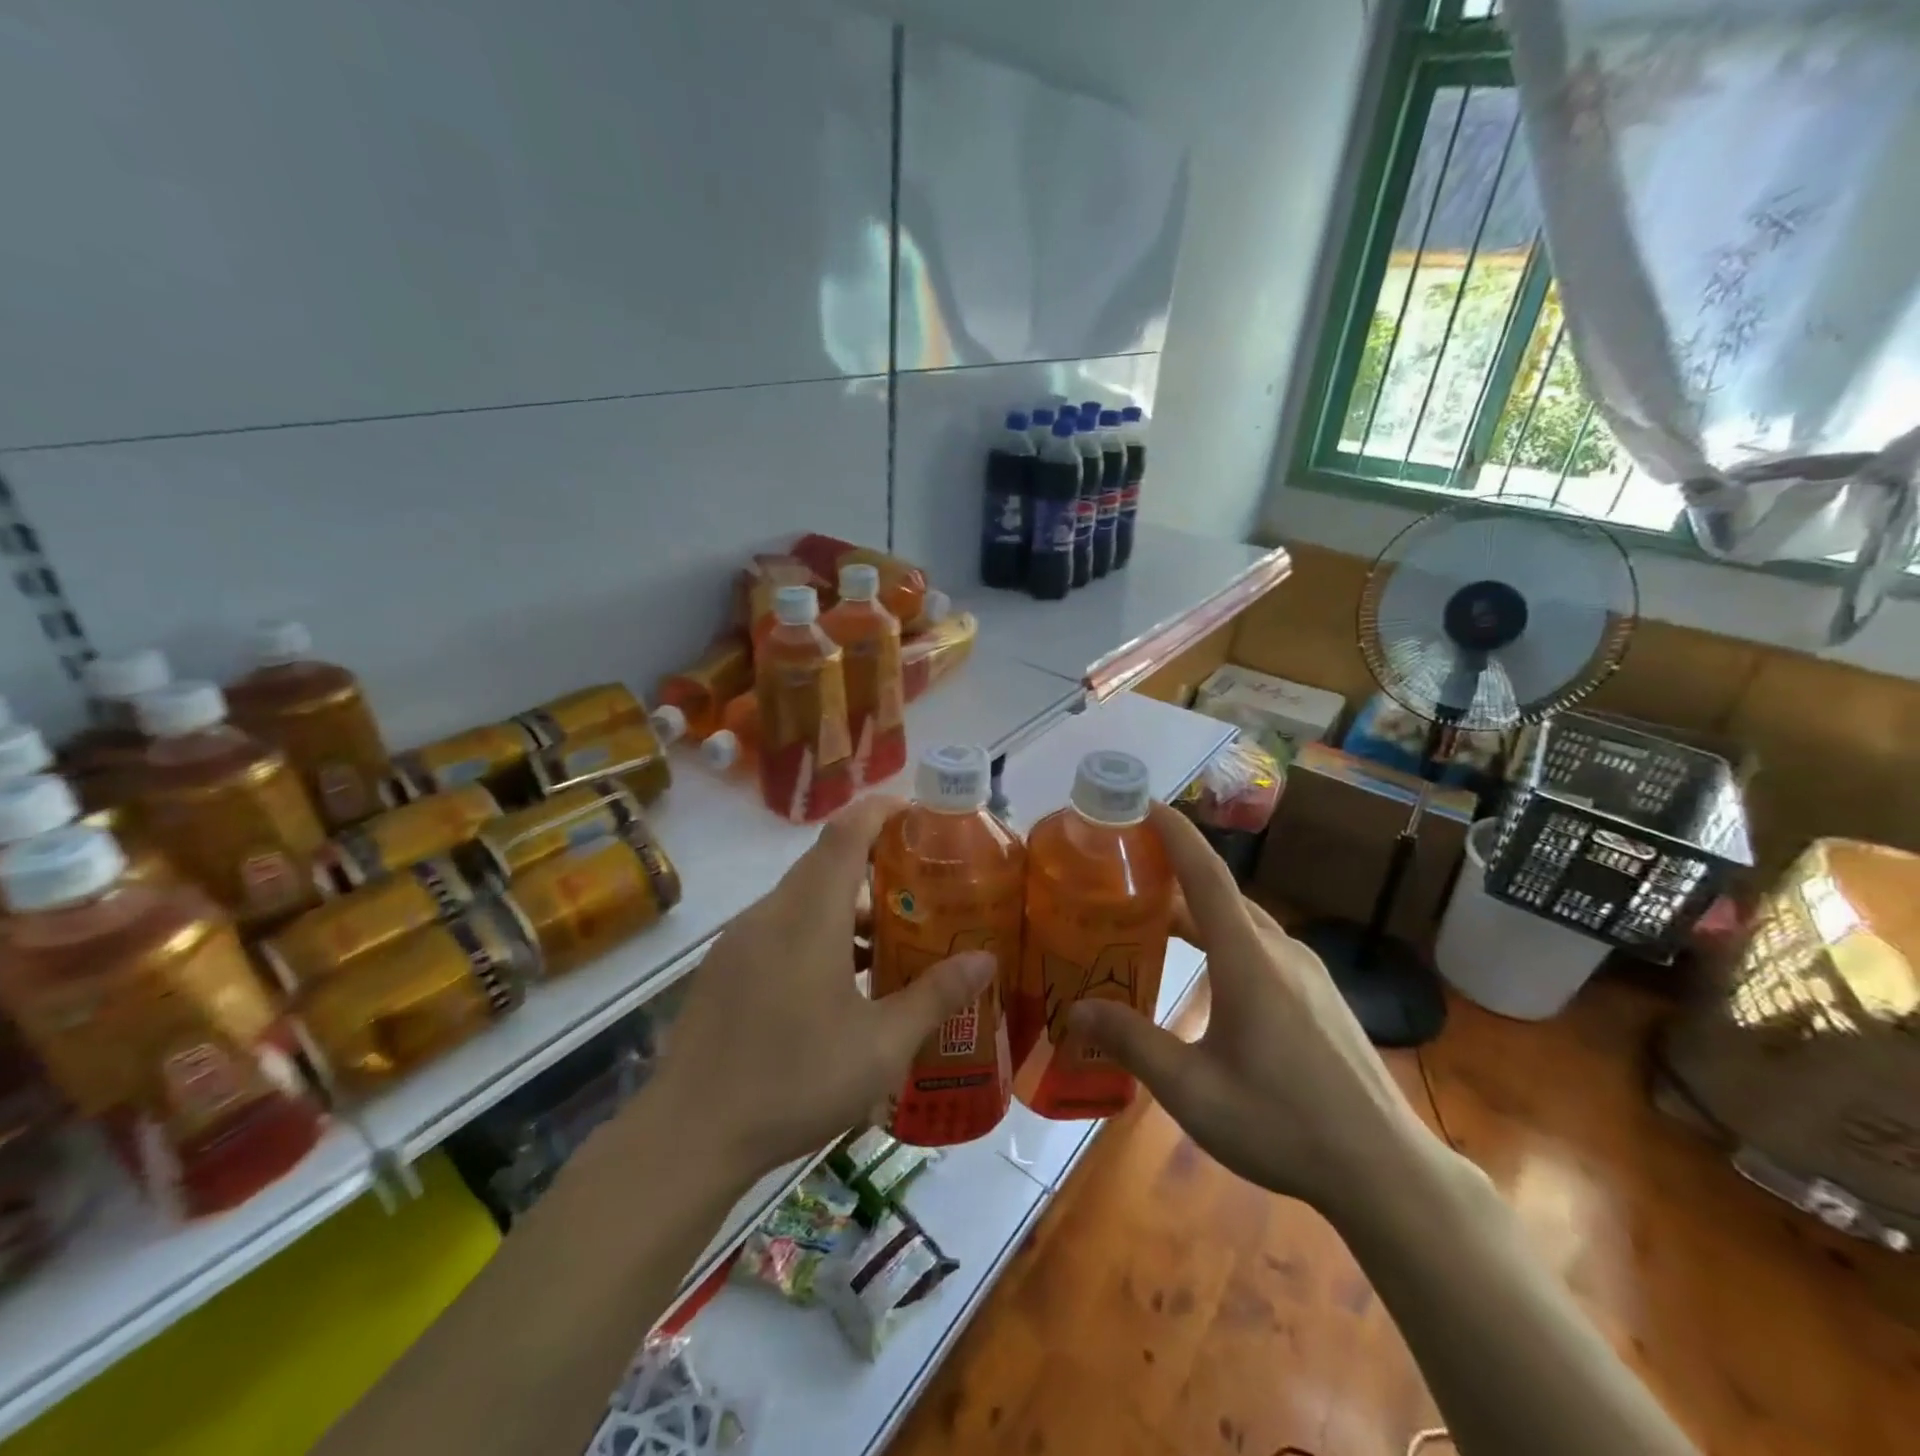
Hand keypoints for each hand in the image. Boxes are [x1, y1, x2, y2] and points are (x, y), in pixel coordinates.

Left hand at [651, 795, 993, 1179]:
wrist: (687, 1137)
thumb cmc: (793, 1081)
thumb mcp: (880, 1046)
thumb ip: (935, 996)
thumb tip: (985, 960)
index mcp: (808, 914)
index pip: (847, 831)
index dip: (883, 811)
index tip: (920, 817)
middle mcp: (770, 913)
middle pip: (827, 865)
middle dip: (877, 871)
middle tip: (925, 897)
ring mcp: (740, 941)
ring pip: (803, 902)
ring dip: (848, 913)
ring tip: (891, 950)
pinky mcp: (724, 969)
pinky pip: (780, 930)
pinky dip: (817, 937)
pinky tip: (840, 989)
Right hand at [1070, 803, 1437, 1218]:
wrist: (1385, 1170)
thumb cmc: (1283, 1124)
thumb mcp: (1193, 1090)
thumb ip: (1132, 1043)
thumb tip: (1076, 1011)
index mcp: (1249, 960)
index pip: (1206, 875)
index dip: (1175, 834)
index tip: (1144, 804)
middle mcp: (1280, 952)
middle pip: (1221, 895)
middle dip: (1174, 874)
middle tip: (1125, 874)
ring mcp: (1307, 972)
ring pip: (1243, 921)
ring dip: (1198, 911)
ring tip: (1154, 922)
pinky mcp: (1320, 995)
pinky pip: (1262, 945)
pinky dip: (1223, 937)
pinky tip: (1208, 972)